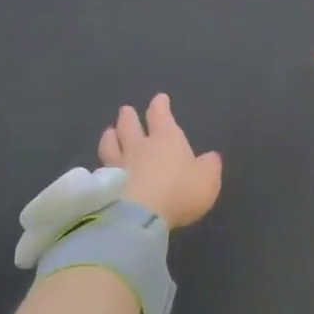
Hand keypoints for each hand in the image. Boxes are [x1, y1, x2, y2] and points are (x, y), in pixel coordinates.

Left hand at [98, 94, 222, 230]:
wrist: (139, 215)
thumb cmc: (179, 191)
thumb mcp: (207, 179)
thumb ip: (209, 166)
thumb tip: (212, 157)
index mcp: (166, 139)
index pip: (161, 115)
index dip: (160, 105)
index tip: (159, 98)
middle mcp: (140, 146)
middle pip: (130, 125)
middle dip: (129, 116)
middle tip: (126, 110)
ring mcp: (119, 164)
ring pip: (111, 144)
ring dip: (110, 136)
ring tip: (109, 132)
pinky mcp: (105, 185)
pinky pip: (101, 169)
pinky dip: (102, 165)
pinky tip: (101, 168)